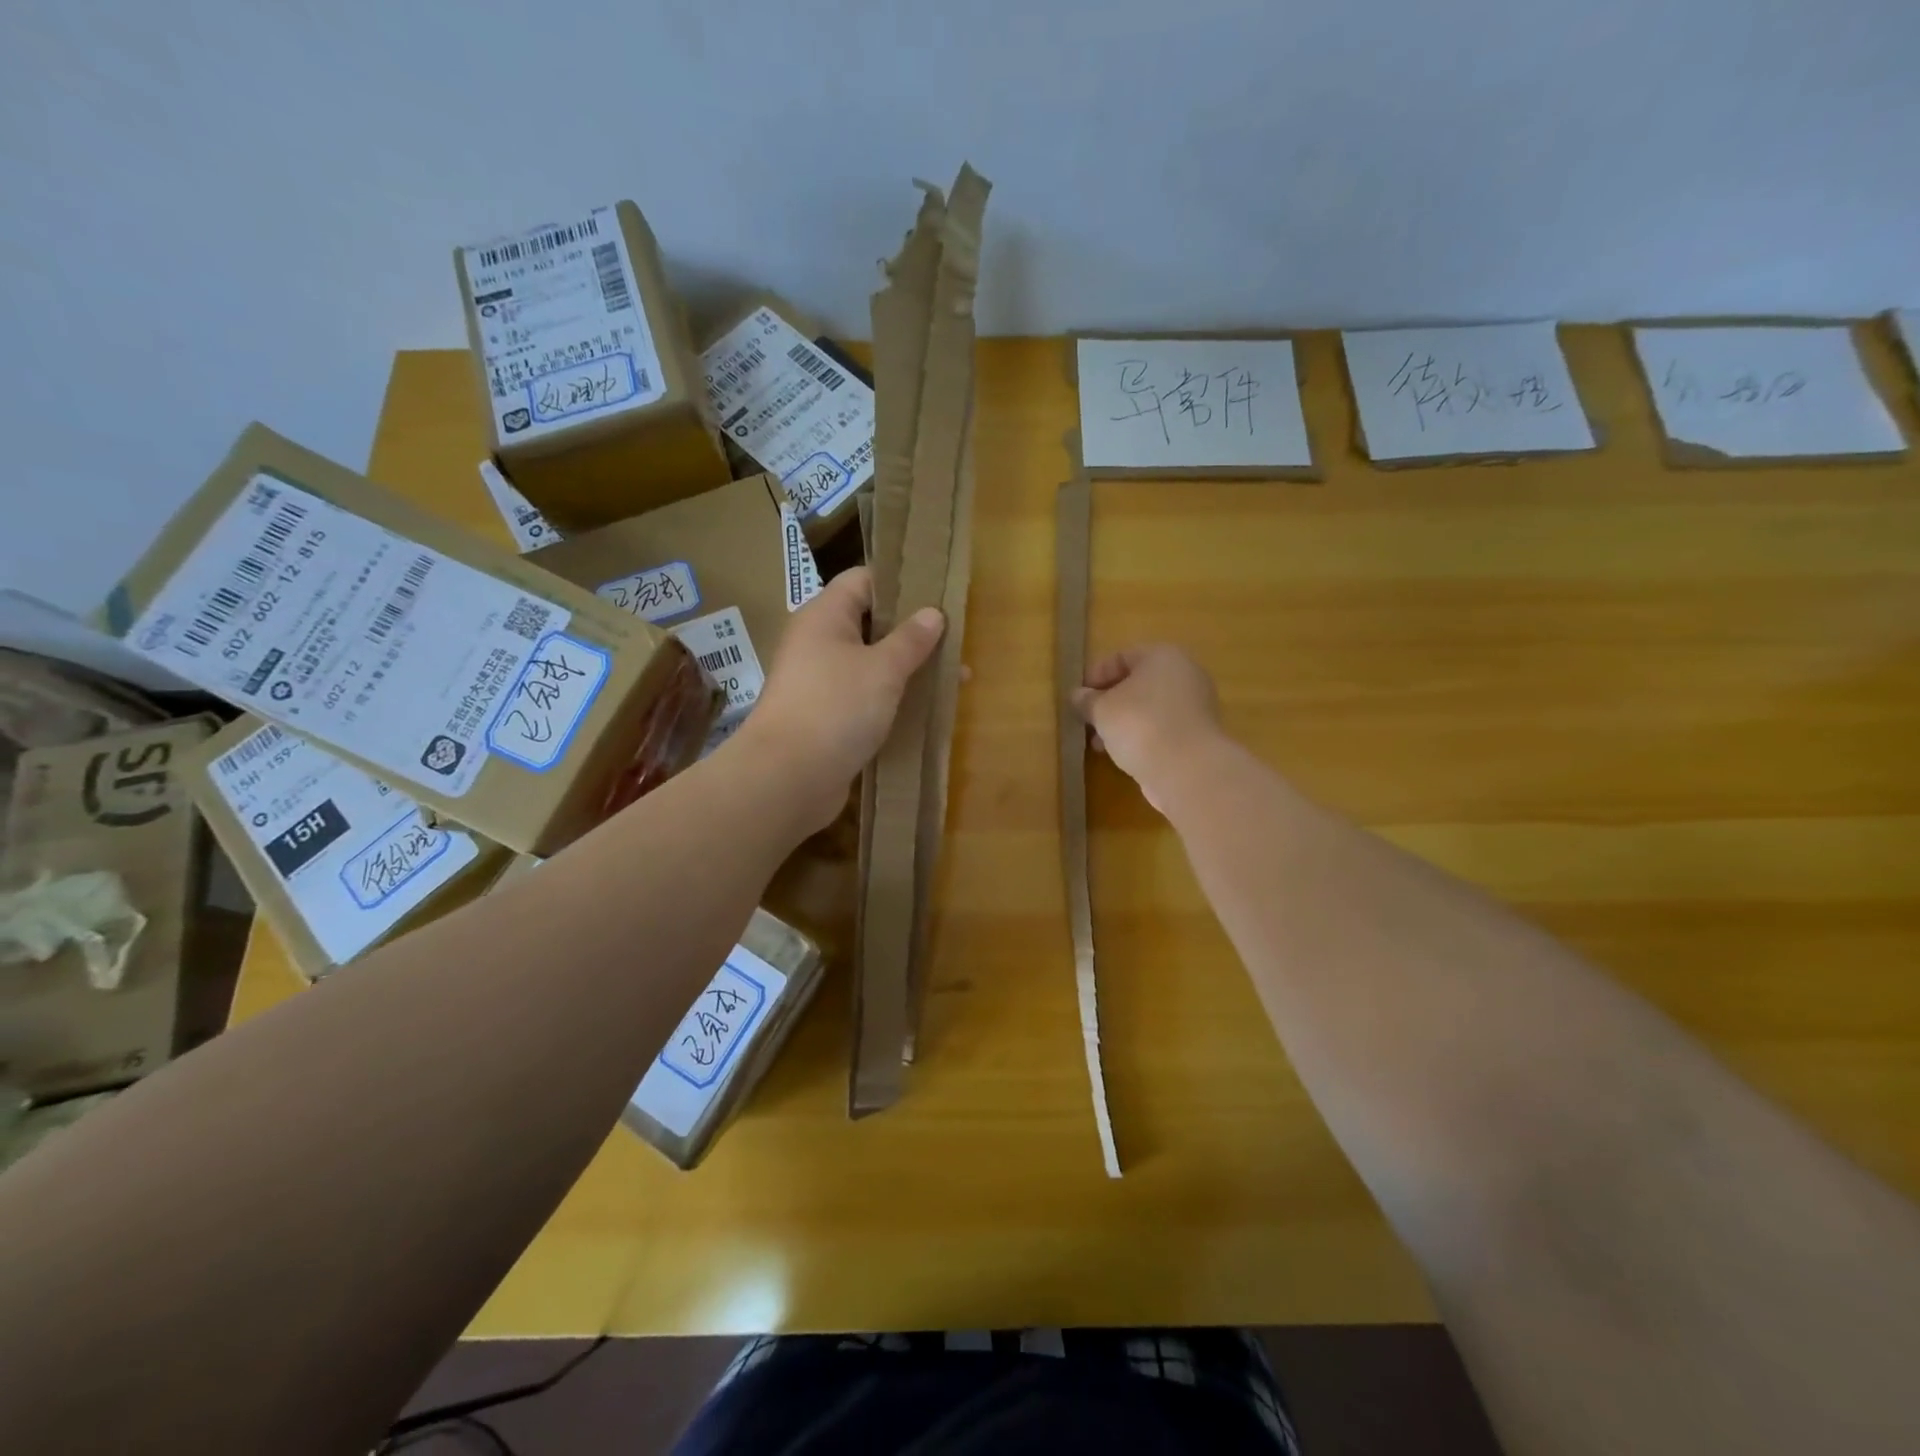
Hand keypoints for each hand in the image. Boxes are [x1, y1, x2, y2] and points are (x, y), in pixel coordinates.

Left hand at [735, 567, 944, 834]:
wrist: (788, 777)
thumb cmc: (836, 707)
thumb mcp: (883, 669)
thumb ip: (911, 640)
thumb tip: (933, 613)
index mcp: (825, 616)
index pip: (863, 580)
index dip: (901, 582)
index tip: (940, 593)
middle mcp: (818, 643)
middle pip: (870, 623)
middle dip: (912, 631)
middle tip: (956, 637)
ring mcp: (821, 682)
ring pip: (871, 664)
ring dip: (907, 668)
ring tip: (953, 676)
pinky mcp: (827, 717)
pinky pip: (866, 697)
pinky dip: (893, 699)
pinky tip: (926, 709)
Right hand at [1072, 645, 1225, 813]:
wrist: (1186, 769)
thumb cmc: (1139, 724)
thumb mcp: (1101, 710)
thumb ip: (1086, 700)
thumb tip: (1077, 696)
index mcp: (1163, 656)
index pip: (1121, 657)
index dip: (1095, 676)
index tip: (1078, 699)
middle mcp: (1184, 674)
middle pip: (1137, 684)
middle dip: (1108, 703)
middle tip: (1088, 721)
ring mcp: (1196, 706)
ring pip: (1149, 708)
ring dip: (1122, 723)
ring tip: (1100, 744)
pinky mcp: (1198, 735)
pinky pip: (1162, 728)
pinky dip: (1142, 737)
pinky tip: (1123, 755)